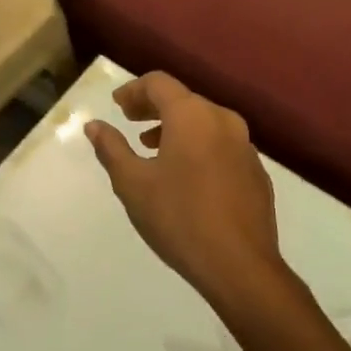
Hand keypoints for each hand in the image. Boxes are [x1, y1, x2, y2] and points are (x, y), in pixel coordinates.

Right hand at [85, 72, 282, 307]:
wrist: (240, 266)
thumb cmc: (179, 218)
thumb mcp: (132, 183)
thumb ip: (111, 148)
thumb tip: (94, 125)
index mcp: (192, 115)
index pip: (159, 83)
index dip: (134, 90)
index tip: (117, 106)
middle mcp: (223, 120)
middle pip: (184, 99)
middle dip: (154, 107)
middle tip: (130, 121)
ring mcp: (245, 146)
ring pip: (205, 122)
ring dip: (176, 127)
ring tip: (153, 148)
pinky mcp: (256, 172)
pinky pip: (222, 145)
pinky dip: (199, 147)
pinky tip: (187, 175)